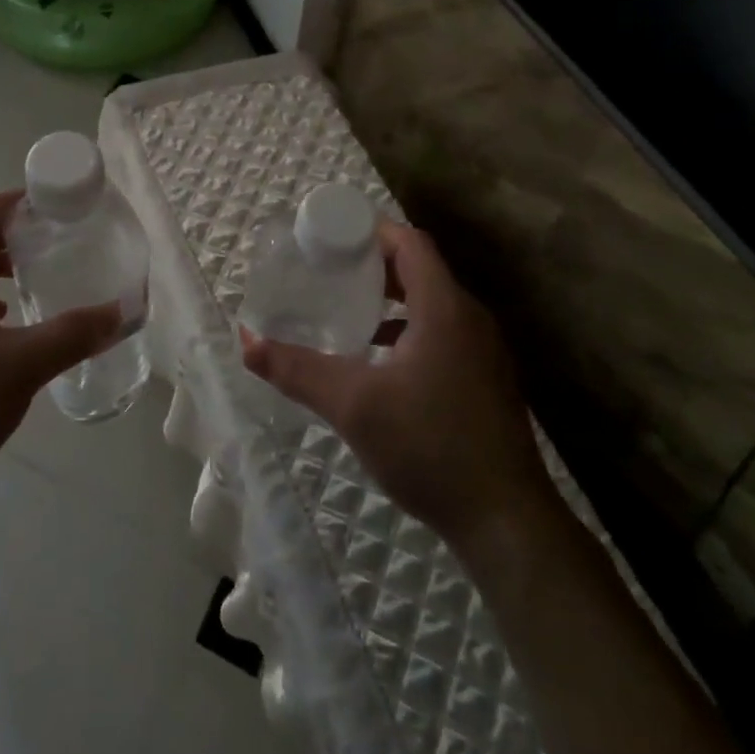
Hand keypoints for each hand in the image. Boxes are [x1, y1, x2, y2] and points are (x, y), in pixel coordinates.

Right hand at [242, 219, 556, 549]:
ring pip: (432, 303)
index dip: (371, 231)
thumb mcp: (353, 405)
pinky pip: (443, 332)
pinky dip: (409, 329)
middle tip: (329, 270)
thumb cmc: (430, 447)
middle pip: (420, 269)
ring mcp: (484, 351)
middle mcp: (470, 319)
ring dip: (392, 299)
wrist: (507, 522)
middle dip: (374, 264)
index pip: (410, 243)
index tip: (331, 238)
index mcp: (444, 308)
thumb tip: (247, 342)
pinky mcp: (486, 379)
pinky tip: (380, 359)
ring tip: (347, 308)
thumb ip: (297, 369)